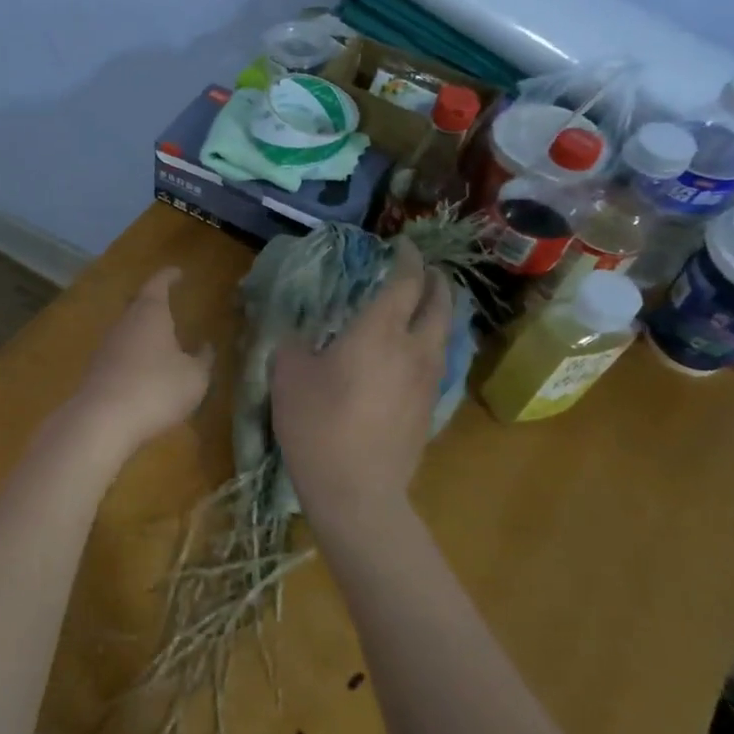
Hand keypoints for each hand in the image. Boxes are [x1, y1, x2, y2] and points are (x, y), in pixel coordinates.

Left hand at [73, 267, 213, 451]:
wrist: (102, 420)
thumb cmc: (156, 389)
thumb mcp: (194, 377)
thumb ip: (202, 359)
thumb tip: (205, 346)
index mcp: (150, 313)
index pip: (158, 284)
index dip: (168, 276)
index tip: (178, 272)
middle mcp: (124, 322)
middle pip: (138, 304)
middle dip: (153, 303)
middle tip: (168, 303)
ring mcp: (106, 346)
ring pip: (127, 329)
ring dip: (143, 332)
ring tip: (161, 341)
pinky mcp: (96, 370)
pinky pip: (119, 353)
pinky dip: (133, 355)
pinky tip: (143, 370)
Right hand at [270, 238, 450, 518]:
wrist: (356, 488)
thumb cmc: (316, 423)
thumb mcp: (288, 374)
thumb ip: (294, 342)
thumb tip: (300, 334)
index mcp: (378, 331)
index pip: (405, 282)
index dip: (406, 258)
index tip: (400, 244)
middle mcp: (413, 348)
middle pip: (441, 303)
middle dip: (435, 280)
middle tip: (421, 270)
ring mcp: (428, 379)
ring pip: (446, 332)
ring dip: (438, 311)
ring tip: (422, 305)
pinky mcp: (430, 407)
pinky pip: (438, 359)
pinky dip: (431, 341)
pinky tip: (412, 351)